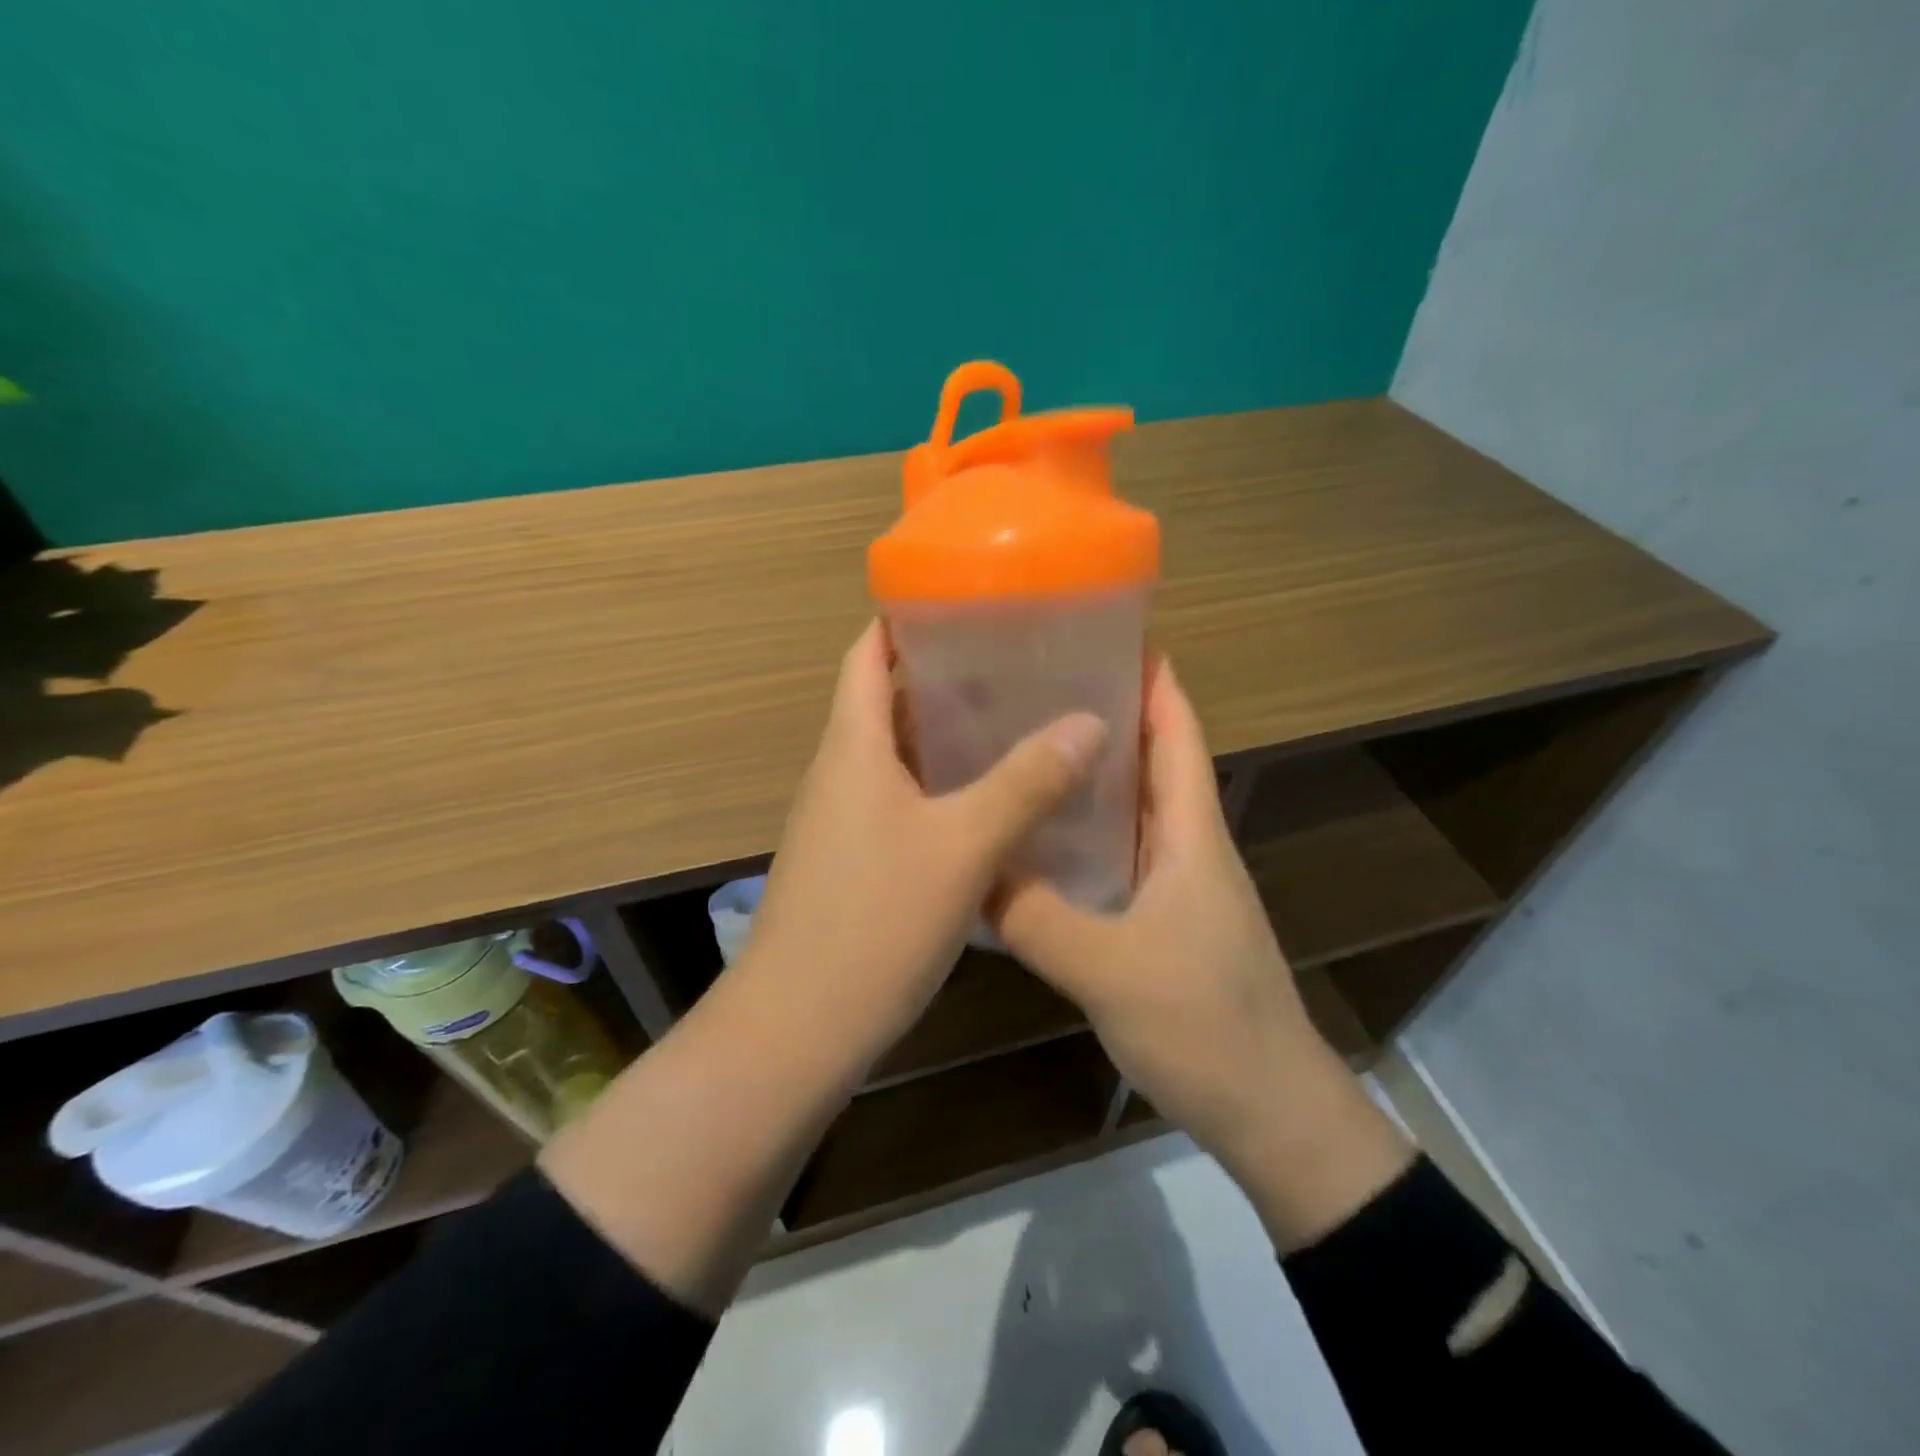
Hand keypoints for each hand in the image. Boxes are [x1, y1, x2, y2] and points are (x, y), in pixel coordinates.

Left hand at [738, 619, 1107, 1067]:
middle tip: (1012, 661)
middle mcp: (839, 772)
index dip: (904, 619)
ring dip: (943, 735)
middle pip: (885, 701)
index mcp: (853, 746)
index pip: (867, 655)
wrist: (799, 1025)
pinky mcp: (850, 861)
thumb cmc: (875, 920)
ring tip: (1012, 721)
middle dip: (941, 676)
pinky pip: (896, 801)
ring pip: (894, 756)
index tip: (962, 598)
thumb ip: (1026, 782)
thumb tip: (1089, 723)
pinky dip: (937, 786)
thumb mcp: (963, 846)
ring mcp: (840, 820)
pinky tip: (986, 803)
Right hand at [994, 661, 1411, 1248]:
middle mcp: (1188, 845)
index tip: (1101, 633)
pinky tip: (1035, 839)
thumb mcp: (1110, 969)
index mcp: (1192, 833)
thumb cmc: (1206, 1027)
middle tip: (1032, 685)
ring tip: (1024, 745)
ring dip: (1091, 773)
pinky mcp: (1162, 920)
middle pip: (1152, 759)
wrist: (1269, 1111)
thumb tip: (969, 870)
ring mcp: (1177, 885)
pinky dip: (1084, 833)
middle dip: (1105, 714)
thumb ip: (1035, 918)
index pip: (1177, 732)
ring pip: (1132, 808)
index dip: (1151, 678)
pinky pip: (1118, 855)